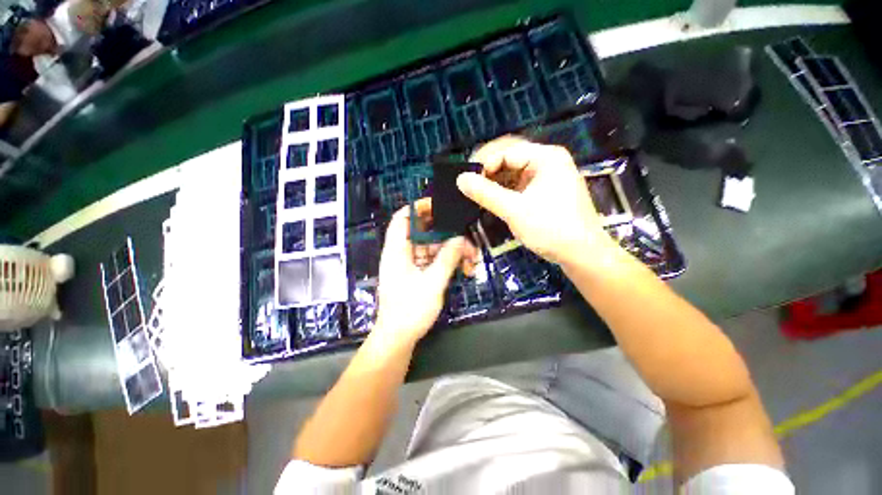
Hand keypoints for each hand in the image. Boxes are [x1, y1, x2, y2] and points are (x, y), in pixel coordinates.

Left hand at [373, 203, 477, 346]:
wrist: (398, 339)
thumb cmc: (410, 310)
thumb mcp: (432, 283)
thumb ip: (447, 258)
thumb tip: (460, 238)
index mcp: (397, 250)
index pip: (403, 218)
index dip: (418, 208)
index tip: (440, 206)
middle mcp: (402, 254)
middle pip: (424, 233)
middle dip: (446, 235)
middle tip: (466, 239)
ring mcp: (410, 265)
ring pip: (433, 249)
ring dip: (452, 252)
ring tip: (471, 260)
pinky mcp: (417, 275)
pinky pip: (434, 262)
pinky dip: (447, 263)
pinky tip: (464, 269)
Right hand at [457, 136, 614, 265]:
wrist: (581, 254)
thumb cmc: (551, 229)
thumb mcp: (514, 210)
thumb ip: (486, 194)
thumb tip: (460, 179)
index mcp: (546, 157)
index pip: (507, 150)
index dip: (484, 163)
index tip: (466, 180)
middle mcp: (547, 161)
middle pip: (510, 158)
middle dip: (488, 171)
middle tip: (469, 185)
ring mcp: (546, 177)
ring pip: (512, 172)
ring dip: (494, 182)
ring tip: (476, 193)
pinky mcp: (543, 191)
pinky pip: (518, 185)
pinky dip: (503, 191)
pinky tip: (491, 199)